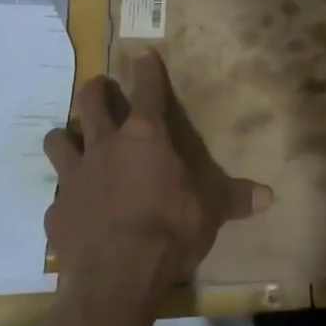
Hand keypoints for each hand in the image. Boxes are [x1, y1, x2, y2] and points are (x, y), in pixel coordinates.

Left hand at [43, 49, 271, 311]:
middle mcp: (105, 147)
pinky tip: (72, 208)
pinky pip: (57, 196)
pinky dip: (65, 197)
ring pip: (59, 141)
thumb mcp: (211, 211)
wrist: (119, 270)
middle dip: (96, 90)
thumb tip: (269, 196)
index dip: (147, 72)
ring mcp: (75, 177)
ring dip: (65, 136)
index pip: (148, 93)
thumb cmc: (171, 227)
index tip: (143, 55)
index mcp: (146, 138)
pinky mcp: (56, 211)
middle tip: (99, 86)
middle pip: (91, 104)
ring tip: (69, 138)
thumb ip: (235, 198)